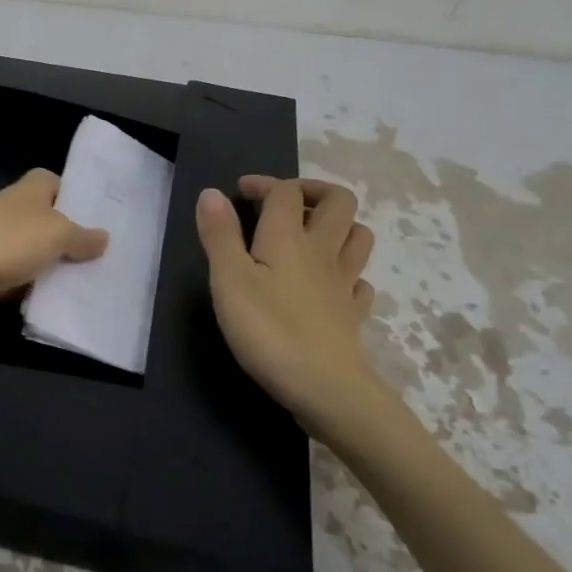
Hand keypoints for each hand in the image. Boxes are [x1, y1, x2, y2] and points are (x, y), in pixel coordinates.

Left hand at [0, 169, 109, 327]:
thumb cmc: (8, 242)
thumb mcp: (57, 234)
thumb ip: (83, 237)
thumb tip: (103, 238)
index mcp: (29, 190)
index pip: (56, 182)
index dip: (76, 196)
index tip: (100, 217)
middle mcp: (13, 210)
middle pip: (49, 221)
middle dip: (72, 239)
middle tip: (104, 257)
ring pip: (36, 253)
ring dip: (55, 268)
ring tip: (90, 283)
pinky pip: (21, 278)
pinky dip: (35, 289)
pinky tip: (58, 303)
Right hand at [194, 175, 381, 430]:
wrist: (325, 388)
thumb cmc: (268, 331)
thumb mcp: (229, 280)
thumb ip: (219, 235)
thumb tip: (212, 193)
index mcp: (289, 237)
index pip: (286, 192)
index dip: (265, 184)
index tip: (241, 192)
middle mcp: (323, 251)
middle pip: (338, 201)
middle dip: (314, 190)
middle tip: (285, 202)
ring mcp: (343, 283)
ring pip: (358, 236)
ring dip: (338, 225)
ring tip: (310, 235)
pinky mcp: (352, 314)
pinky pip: (359, 281)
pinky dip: (347, 272)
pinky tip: (329, 284)